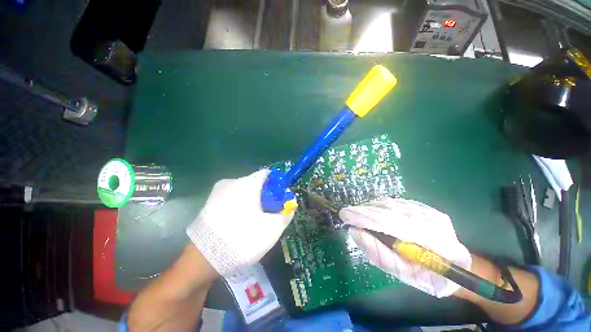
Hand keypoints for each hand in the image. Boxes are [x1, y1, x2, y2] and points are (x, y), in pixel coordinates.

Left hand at [186, 169, 294, 275]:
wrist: (202, 261)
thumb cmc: (242, 240)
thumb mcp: (272, 229)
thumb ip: (286, 213)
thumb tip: (291, 204)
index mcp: (247, 184)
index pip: (267, 174)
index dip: (277, 185)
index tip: (279, 200)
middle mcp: (231, 182)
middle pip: (256, 183)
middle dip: (265, 196)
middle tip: (268, 214)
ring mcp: (218, 192)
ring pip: (244, 191)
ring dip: (253, 202)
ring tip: (253, 221)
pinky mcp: (210, 202)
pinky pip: (232, 198)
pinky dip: (241, 206)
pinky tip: (239, 223)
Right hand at [339, 198, 470, 297]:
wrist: (457, 266)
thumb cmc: (429, 275)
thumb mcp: (402, 272)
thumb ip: (378, 252)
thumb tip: (355, 232)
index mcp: (424, 238)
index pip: (385, 219)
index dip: (362, 216)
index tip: (345, 215)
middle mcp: (425, 218)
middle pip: (385, 208)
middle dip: (363, 211)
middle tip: (348, 215)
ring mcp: (426, 210)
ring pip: (389, 203)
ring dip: (370, 208)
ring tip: (358, 214)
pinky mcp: (425, 207)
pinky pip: (396, 203)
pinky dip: (380, 206)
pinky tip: (374, 211)